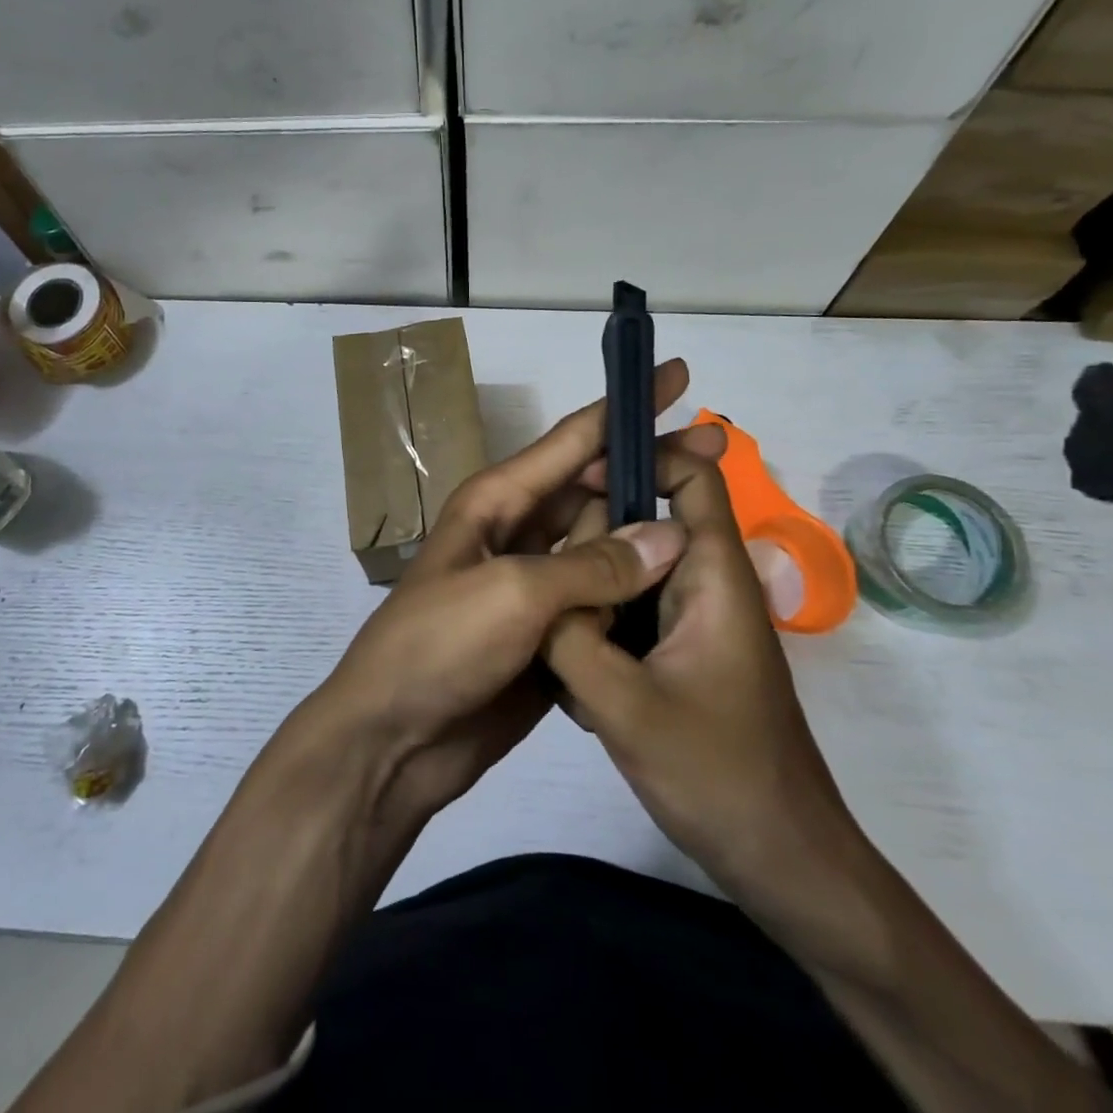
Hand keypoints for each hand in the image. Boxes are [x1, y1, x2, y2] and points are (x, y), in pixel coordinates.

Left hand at [301, 361, 700, 825]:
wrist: (393, 739)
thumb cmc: (440, 647)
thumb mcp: (514, 594)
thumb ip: (594, 565)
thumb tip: (671, 535)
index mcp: (498, 501)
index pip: (574, 439)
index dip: (626, 406)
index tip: (675, 373)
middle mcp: (516, 531)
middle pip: (594, 486)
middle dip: (649, 466)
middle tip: (719, 447)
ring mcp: (531, 582)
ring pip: (601, 542)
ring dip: (647, 530)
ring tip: (710, 517)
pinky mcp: (546, 630)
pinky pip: (600, 596)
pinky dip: (634, 587)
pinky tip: (681, 584)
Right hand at [543, 431, 876, 961]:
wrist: (782, 863)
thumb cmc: (718, 776)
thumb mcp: (626, 706)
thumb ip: (571, 638)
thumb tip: (531, 594)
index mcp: (714, 575)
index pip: (691, 477)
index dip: (640, 459)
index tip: (576, 479)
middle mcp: (705, 585)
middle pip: (646, 524)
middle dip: (591, 534)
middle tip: (535, 562)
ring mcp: (691, 622)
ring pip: (628, 574)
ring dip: (587, 589)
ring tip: (542, 624)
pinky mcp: (678, 655)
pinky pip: (628, 616)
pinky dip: (595, 628)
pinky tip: (566, 674)